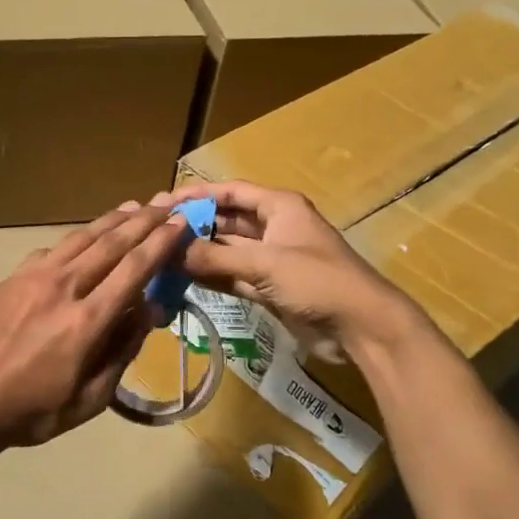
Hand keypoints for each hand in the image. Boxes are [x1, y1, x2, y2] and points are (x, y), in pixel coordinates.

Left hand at [0, 203, 191, 451]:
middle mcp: (64, 288)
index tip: (180, 223)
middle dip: (143, 221)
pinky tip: (85, 238)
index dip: (161, 243)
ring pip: (80, 238)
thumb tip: (150, 309)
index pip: (134, 269)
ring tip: (133, 207)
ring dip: (111, 220)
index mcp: (87, 321)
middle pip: (111, 243)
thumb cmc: (34, 411)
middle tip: (165, 204)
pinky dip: (76, 239)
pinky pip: (52, 249)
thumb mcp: (91, 398)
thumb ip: (123, 350)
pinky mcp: (13, 277)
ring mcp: (34, 278)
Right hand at [165, 181, 426, 356]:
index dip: (198, 194)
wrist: (360, 325)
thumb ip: (216, 258)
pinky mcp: (271, 286)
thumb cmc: (317, 281)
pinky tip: (184, 278)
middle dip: (195, 224)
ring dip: (201, 252)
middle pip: (226, 220)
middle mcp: (274, 227)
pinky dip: (213, 276)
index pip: (231, 192)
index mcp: (279, 207)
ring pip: (228, 250)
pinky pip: (234, 275)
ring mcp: (272, 258)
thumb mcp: (265, 264)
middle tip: (158, 230)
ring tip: (163, 255)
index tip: (165, 201)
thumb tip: (171, 253)